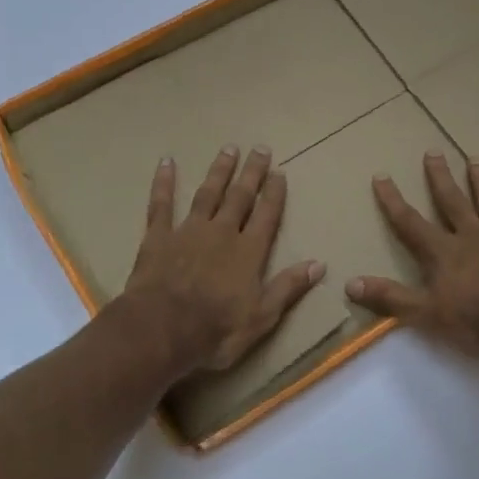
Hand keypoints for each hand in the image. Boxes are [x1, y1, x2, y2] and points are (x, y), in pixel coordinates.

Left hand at [118, 146, 323, 376]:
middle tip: (260, 148)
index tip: (280, 172)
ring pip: (207, 194)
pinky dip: (164, 183)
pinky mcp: (158, 237)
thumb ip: (288, 288)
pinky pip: (161, 204)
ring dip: (219, 171)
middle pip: (240, 197)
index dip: (274, 194)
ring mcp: (189, 231)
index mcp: (248, 252)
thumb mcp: (261, 317)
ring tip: (229, 149)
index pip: (266, 216)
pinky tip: (166, 163)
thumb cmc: (215, 330)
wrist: (160, 330)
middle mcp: (222, 233)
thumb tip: (319, 264)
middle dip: (252, 173)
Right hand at [345, 153, 478, 357]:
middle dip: (440, 177)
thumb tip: (350, 283)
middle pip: (452, 201)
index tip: (382, 175)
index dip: (393, 200)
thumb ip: (390, 298)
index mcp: (443, 252)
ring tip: (476, 158)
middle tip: (433, 150)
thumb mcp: (426, 314)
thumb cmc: (477, 320)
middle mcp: (471, 236)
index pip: (410, 222)